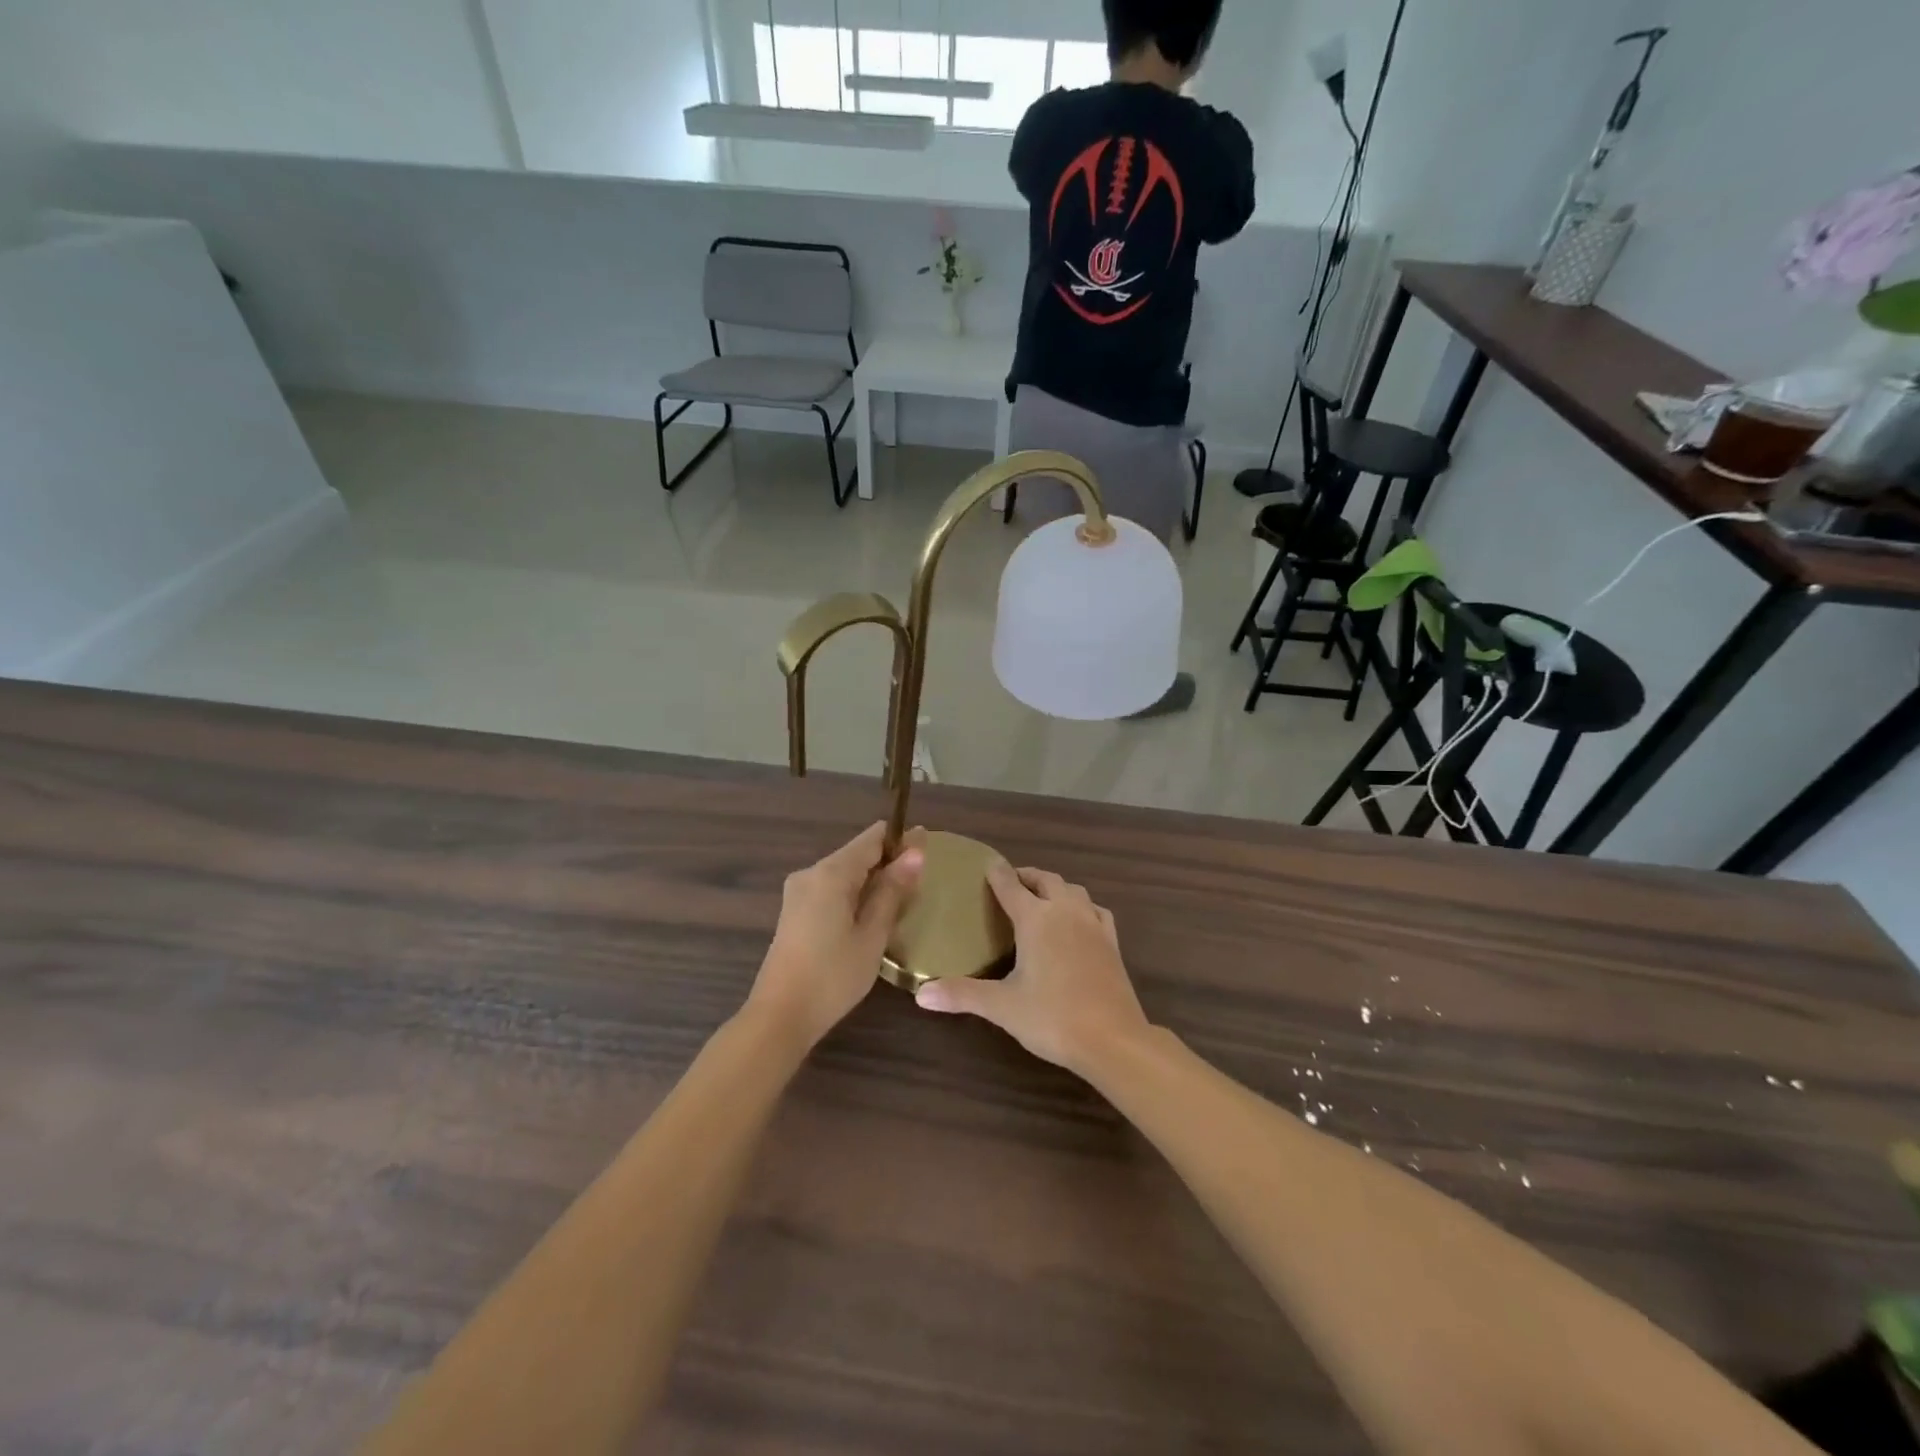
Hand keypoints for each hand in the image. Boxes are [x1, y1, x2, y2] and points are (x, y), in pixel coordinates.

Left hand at [748, 822, 923, 1049]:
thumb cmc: (832, 976)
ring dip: (873, 881)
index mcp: (831, 872)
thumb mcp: (872, 935)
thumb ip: (892, 891)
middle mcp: (811, 873)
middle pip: (858, 854)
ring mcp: (799, 892)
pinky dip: (855, 895)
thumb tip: (915, 853)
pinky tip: (873, 916)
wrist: (780, 1017)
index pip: (872, 839)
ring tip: (904, 901)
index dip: (902, 839)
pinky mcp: (795, 911)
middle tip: (922, 883)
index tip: (930, 848)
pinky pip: (832, 890)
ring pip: (845, 873)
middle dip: (889, 862)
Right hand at [914, 862, 1150, 1076]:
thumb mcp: (1002, 1006)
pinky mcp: (1112, 941)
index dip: (997, 873)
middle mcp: (1065, 911)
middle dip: (1026, 876)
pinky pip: (1095, 910)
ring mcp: (1092, 924)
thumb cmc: (1052, 1018)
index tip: (986, 863)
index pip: (1010, 885)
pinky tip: (1079, 918)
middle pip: (1045, 879)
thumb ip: (962, 995)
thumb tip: (921, 994)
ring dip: (1055, 886)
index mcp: (1035, 919)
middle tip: (1010, 882)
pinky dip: (1082, 905)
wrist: (1113, 1039)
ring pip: (1073, 890)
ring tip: (1041, 896)